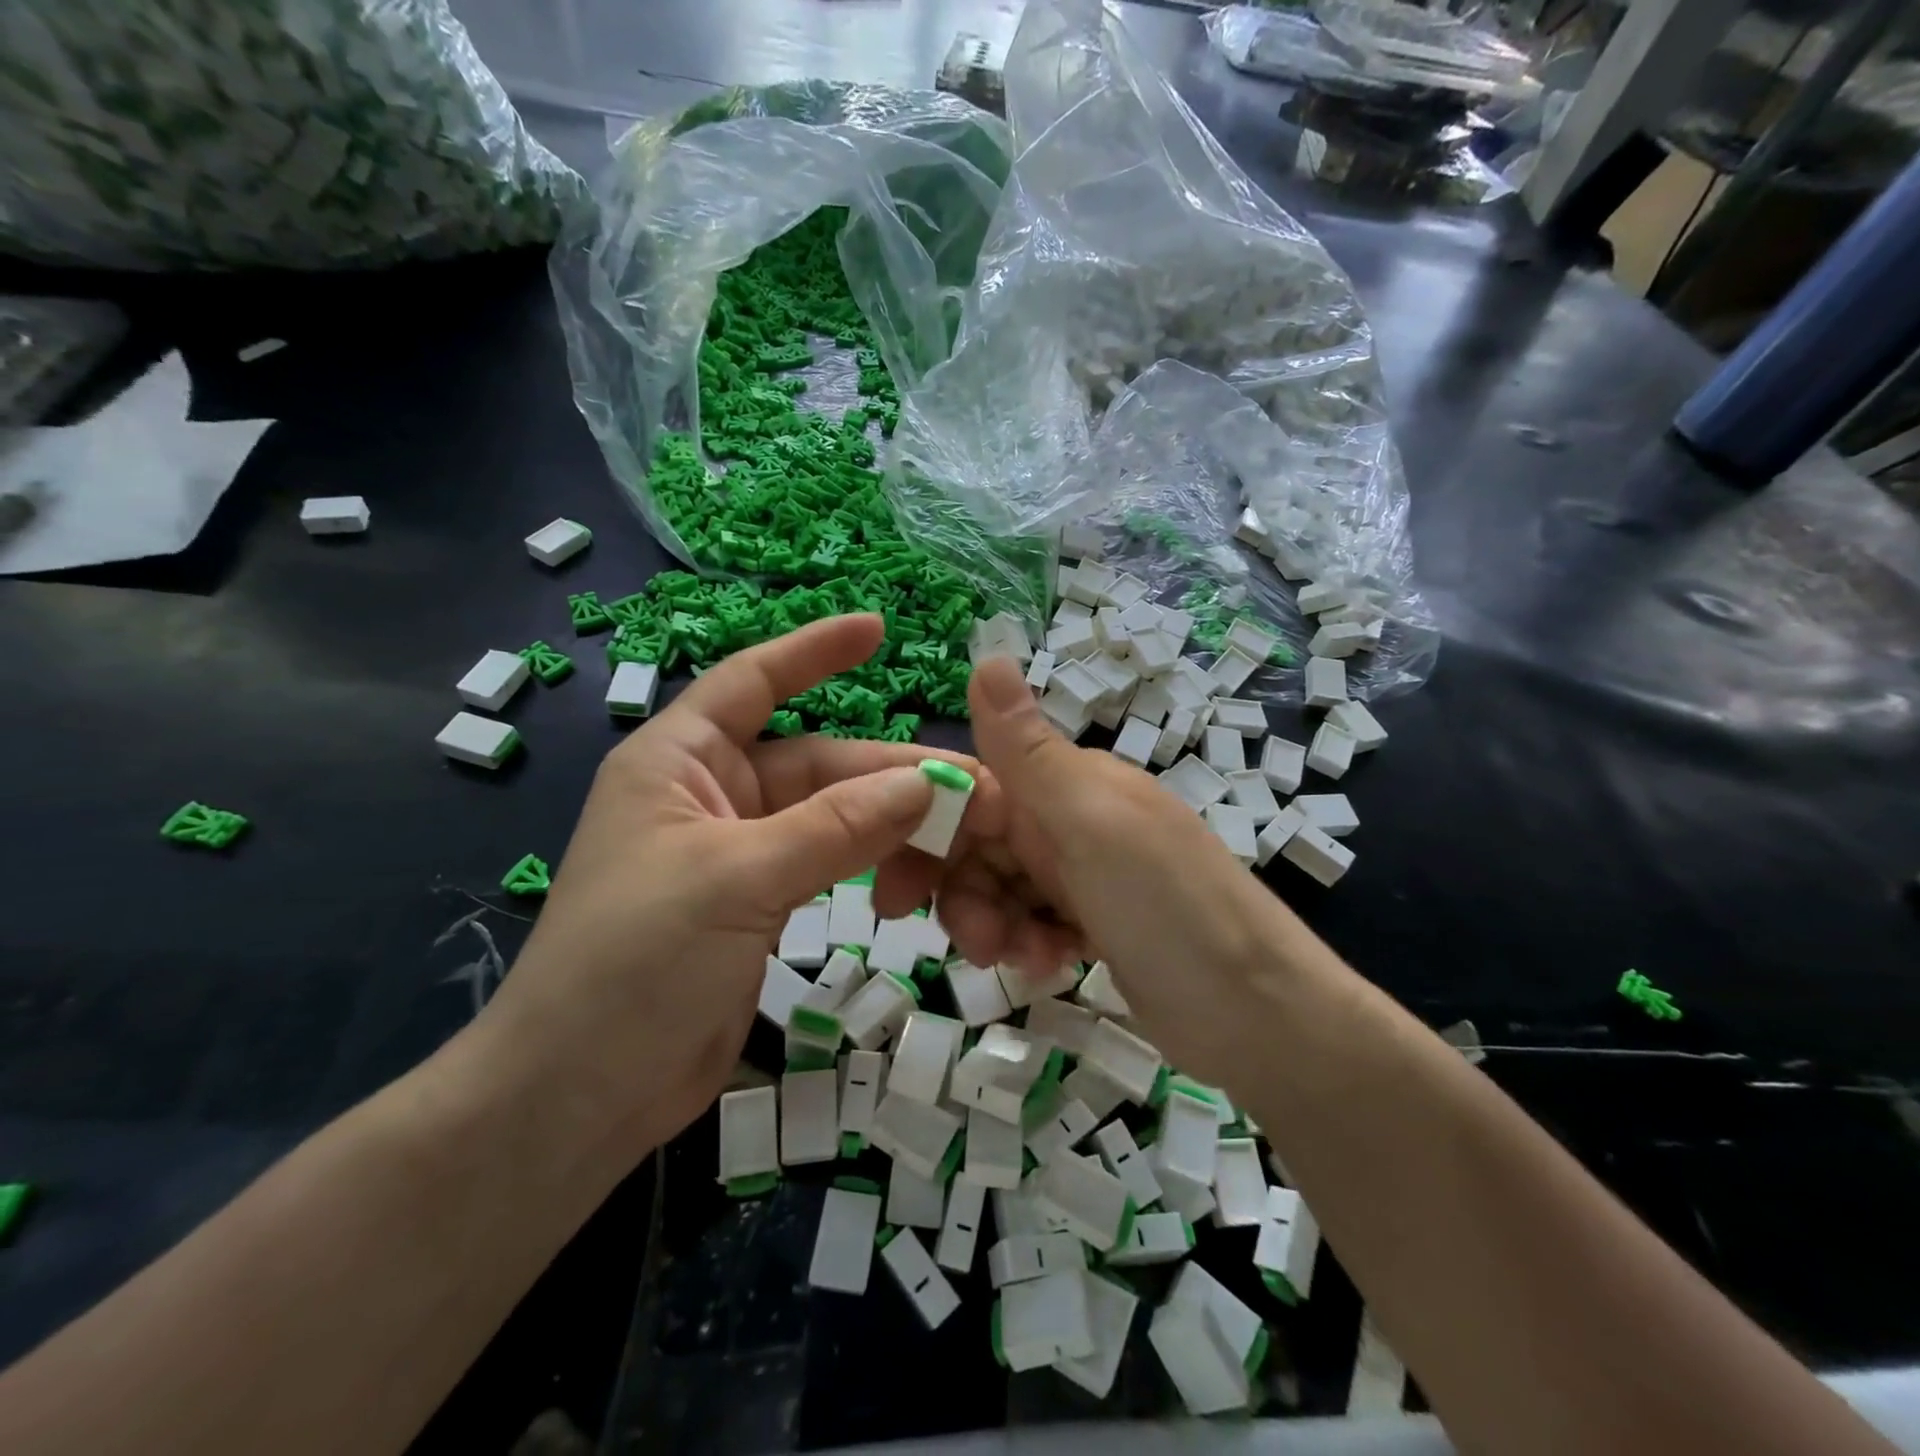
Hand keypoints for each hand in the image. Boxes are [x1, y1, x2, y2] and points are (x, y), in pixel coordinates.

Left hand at [475, 615, 981, 1164]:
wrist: (578, 1097)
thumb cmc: (631, 964)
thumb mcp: (736, 880)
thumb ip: (835, 828)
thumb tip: (927, 783)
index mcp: (680, 761)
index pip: (754, 681)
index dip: (814, 651)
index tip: (878, 628)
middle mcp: (711, 796)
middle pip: (818, 763)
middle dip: (889, 775)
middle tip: (971, 791)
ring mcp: (739, 853)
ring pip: (833, 819)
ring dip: (890, 829)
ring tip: (954, 847)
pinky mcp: (759, 905)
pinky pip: (830, 866)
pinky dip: (872, 869)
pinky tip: (914, 886)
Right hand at [927, 657, 1305, 1081]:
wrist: (1262, 1018)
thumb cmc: (1170, 908)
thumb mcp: (1092, 824)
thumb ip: (1028, 750)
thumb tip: (987, 654)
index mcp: (1069, 784)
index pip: (972, 788)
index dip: (928, 830)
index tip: (893, 884)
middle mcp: (1072, 820)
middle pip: (979, 843)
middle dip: (960, 890)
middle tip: (966, 940)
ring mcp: (1085, 875)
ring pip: (999, 887)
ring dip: (992, 924)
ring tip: (1019, 958)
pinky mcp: (1094, 925)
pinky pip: (1031, 923)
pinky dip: (1028, 945)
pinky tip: (1051, 966)